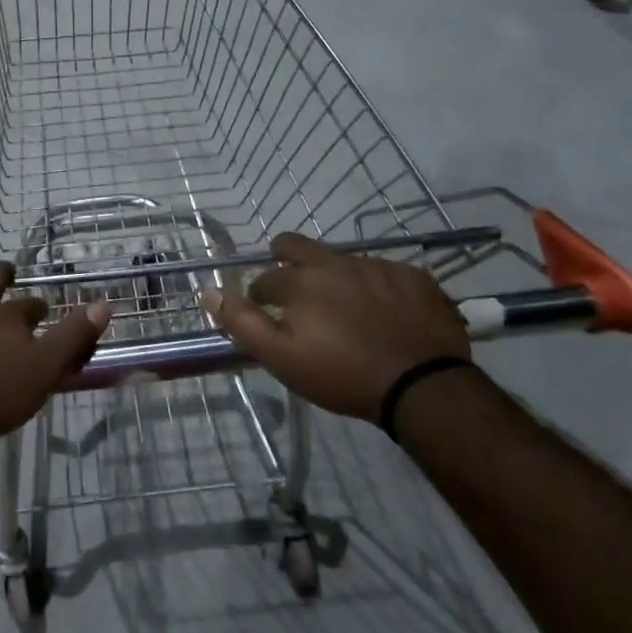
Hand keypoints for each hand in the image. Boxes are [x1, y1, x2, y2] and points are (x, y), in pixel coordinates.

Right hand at [202, 233, 469, 422]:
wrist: (424, 387)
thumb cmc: (343, 375)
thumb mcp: (282, 358)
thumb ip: (242, 322)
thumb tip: (207, 291)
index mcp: (300, 280)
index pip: (266, 278)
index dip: (260, 295)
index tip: (265, 313)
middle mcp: (335, 262)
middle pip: (298, 245)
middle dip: (285, 257)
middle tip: (293, 285)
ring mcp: (377, 266)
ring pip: (341, 260)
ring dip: (333, 276)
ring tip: (343, 308)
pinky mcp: (413, 277)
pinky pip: (384, 273)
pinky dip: (375, 288)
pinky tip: (384, 312)